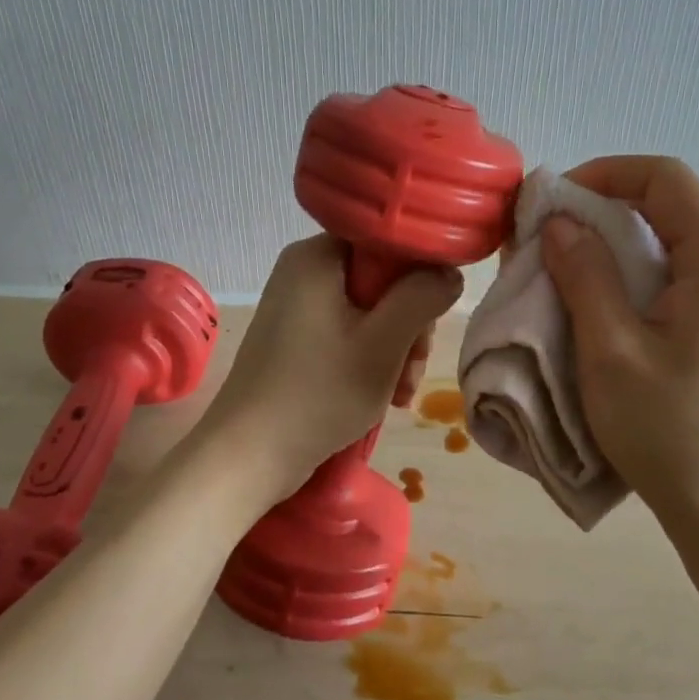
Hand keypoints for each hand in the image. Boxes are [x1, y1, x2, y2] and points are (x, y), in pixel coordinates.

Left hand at [198, 235, 463, 502]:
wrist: (247, 456)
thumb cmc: (318, 394)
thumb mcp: (383, 345)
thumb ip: (422, 299)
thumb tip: (450, 273)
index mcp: (317, 256)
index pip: (387, 242)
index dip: (419, 277)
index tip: (431, 321)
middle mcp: (303, 271)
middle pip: (381, 281)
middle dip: (408, 327)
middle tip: (412, 370)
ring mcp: (297, 306)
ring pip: (369, 313)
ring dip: (395, 351)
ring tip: (399, 395)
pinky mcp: (295, 338)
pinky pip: (348, 334)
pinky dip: (370, 361)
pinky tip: (383, 396)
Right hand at [540, 157, 698, 541]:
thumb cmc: (671, 432)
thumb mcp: (611, 351)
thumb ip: (584, 275)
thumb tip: (560, 222)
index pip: (665, 179)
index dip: (603, 174)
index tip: (552, 202)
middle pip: (672, 208)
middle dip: (604, 213)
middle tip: (547, 243)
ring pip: (676, 246)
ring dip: (617, 250)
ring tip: (567, 277)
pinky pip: (686, 280)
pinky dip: (639, 280)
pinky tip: (606, 312)